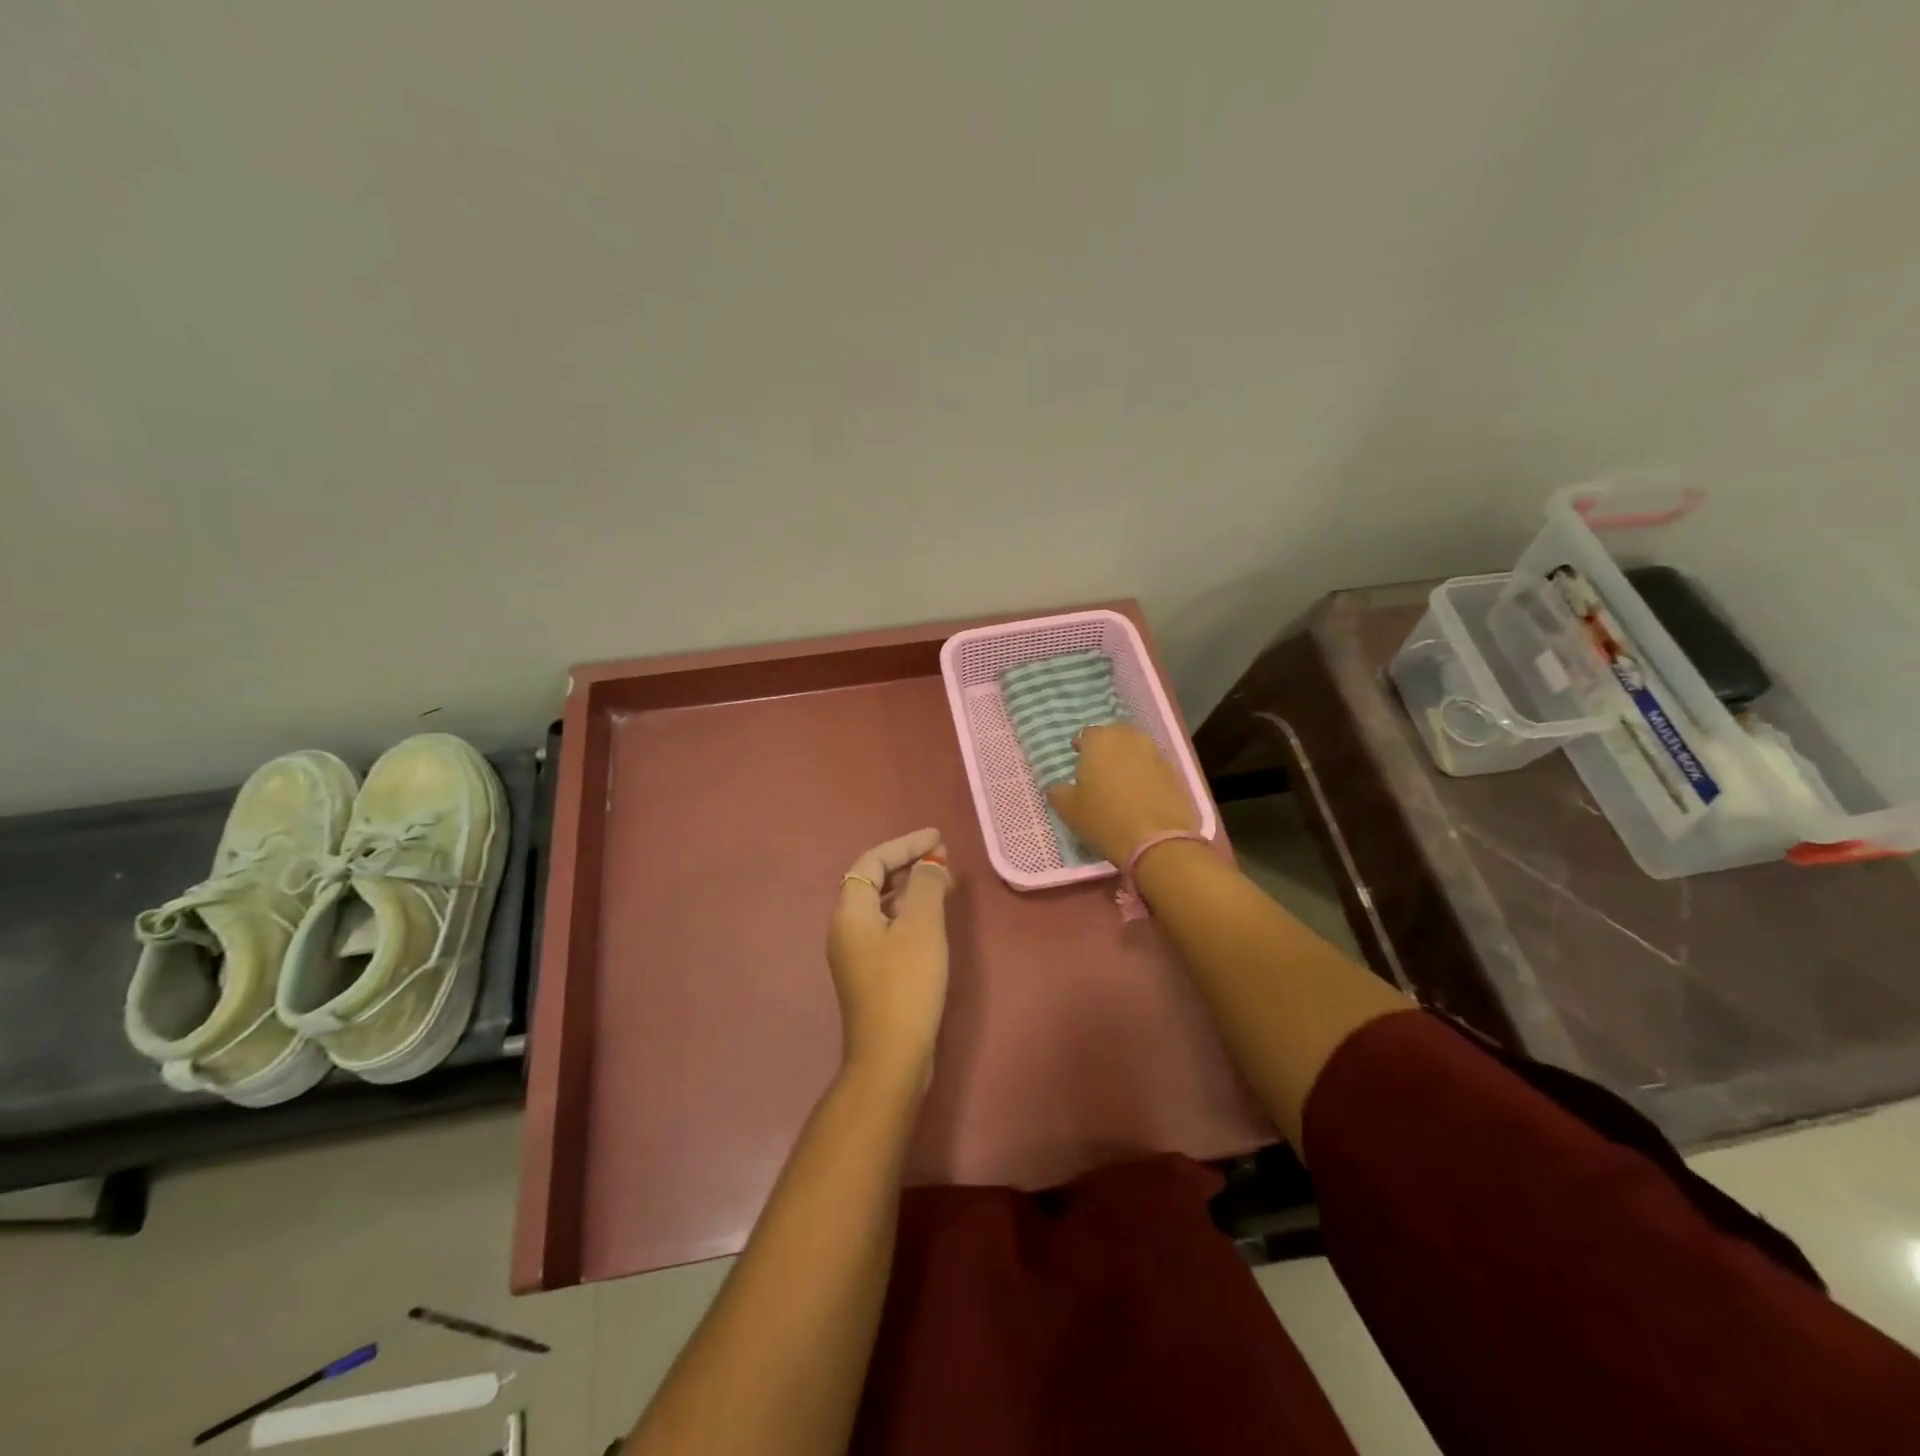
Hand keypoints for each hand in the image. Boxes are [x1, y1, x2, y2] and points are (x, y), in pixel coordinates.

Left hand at [828, 828, 952, 1090]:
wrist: (890, 1055)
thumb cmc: (906, 984)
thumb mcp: (922, 927)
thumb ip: (926, 886)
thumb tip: (930, 864)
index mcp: (850, 911)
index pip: (872, 861)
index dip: (905, 844)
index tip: (937, 837)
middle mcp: (845, 927)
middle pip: (873, 880)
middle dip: (907, 863)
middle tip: (942, 856)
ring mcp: (854, 952)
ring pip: (881, 905)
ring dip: (909, 887)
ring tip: (943, 880)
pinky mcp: (869, 973)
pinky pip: (887, 926)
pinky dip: (908, 912)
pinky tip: (931, 918)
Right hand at [1046, 723, 1196, 866]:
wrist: (1158, 842)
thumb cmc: (1105, 820)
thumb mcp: (1069, 811)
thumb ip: (1058, 792)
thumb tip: (1056, 786)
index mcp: (1100, 741)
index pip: (1087, 734)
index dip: (1081, 746)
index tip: (1078, 758)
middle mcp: (1129, 739)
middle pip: (1115, 736)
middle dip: (1107, 747)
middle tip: (1099, 768)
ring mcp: (1156, 754)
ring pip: (1137, 749)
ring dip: (1129, 759)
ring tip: (1122, 781)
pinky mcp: (1176, 773)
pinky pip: (1154, 767)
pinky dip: (1147, 775)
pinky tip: (1142, 795)